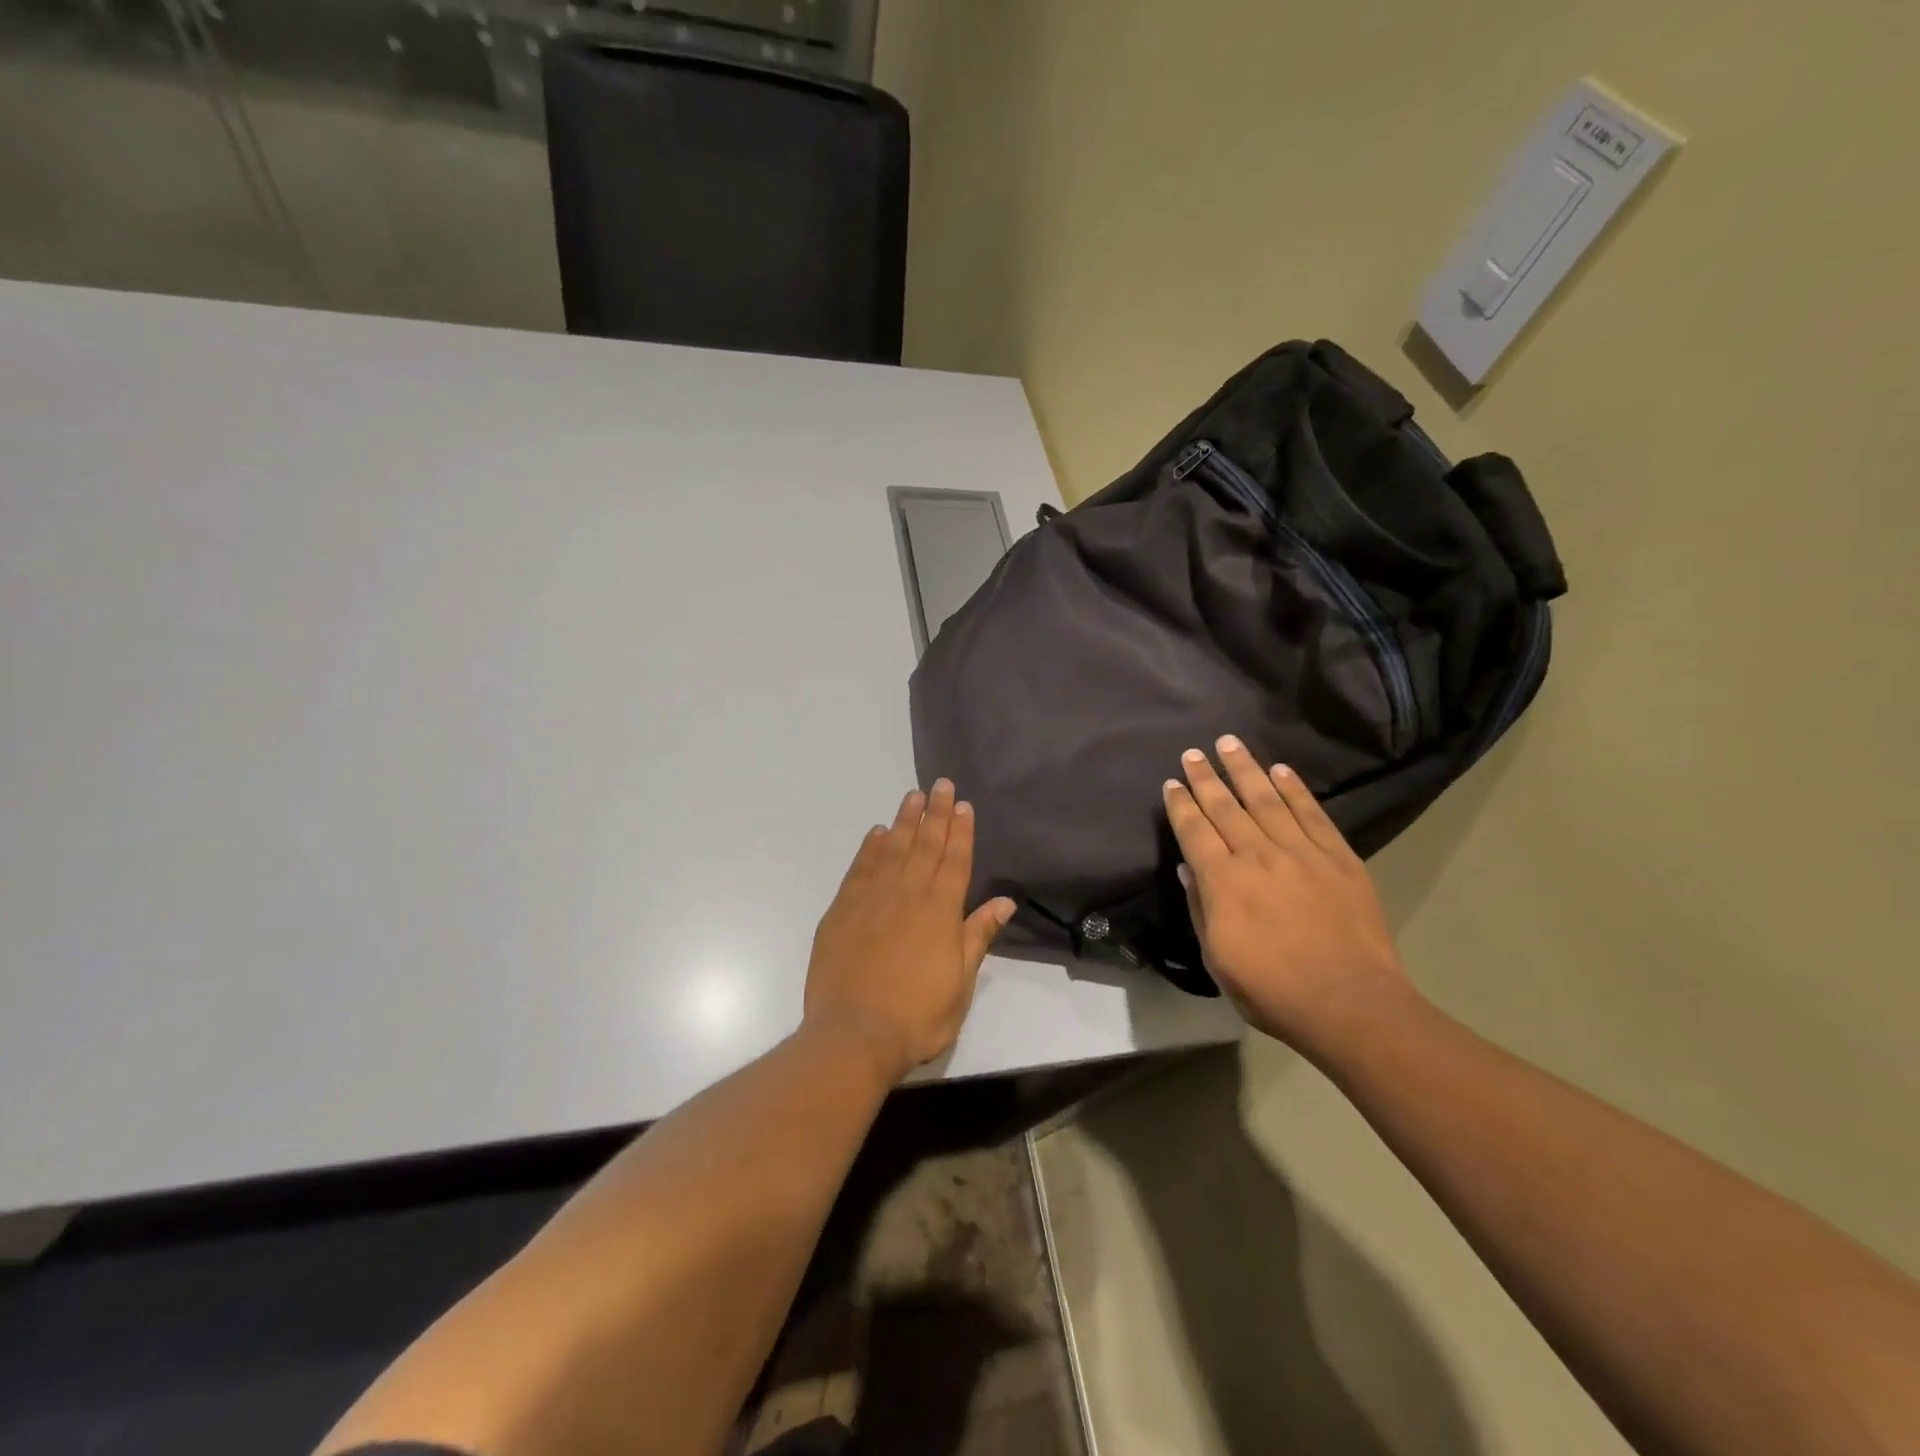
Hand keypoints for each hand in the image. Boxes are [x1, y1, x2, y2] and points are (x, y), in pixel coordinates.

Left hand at [804, 779, 1015, 1085]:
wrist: (854, 1034)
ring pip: (892, 849)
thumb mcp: (961, 982)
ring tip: (913, 796)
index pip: (955, 860)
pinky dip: (870, 847)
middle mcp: (907, 894)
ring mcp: (872, 899)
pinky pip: (860, 868)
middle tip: (940, 784)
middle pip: (925, 845)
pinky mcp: (842, 910)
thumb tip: (1005, 900)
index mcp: (940, 910)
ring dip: (905, 821)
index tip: (963, 804)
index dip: (961, 830)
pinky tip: (877, 833)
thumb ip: (978, 935)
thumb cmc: (917, 1015)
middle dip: (936, 813)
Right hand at [1164, 736, 1414, 1056]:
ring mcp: (1302, 853)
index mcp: (1224, 882)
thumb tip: (1188, 870)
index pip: (1195, 831)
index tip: (1172, 783)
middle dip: (1206, 777)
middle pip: (1226, 806)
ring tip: (1230, 743)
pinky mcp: (1339, 858)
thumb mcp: (1218, 960)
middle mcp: (1258, 856)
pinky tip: (1281, 771)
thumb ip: (1201, 909)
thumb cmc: (1273, 991)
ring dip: (1246, 769)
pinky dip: (1295, 790)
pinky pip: (1312, 814)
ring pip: (1267, 799)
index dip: (1181, 804)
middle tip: (1193, 752)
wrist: (1352, 1005)